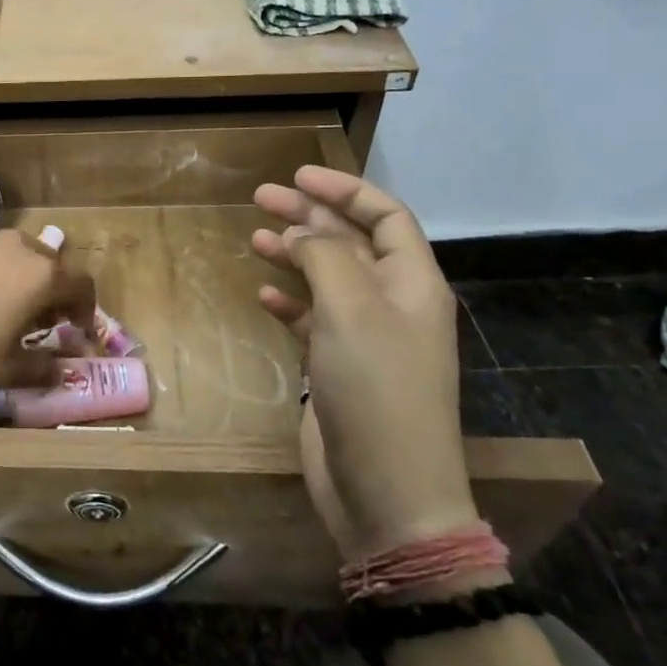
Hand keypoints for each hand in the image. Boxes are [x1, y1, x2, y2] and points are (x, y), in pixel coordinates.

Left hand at [0, 228, 96, 385]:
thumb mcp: (5, 368)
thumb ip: (42, 369)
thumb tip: (62, 371)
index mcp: (42, 275)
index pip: (82, 286)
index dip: (86, 310)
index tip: (78, 331)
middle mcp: (20, 246)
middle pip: (51, 264)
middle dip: (54, 291)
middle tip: (41, 320)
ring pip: (19, 253)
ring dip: (23, 276)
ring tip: (6, 304)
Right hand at [251, 167, 476, 560]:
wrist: (387, 489)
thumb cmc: (376, 388)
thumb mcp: (351, 309)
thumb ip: (324, 257)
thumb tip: (301, 229)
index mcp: (412, 283)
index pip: (385, 216)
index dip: (344, 190)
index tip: (298, 175)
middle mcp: (393, 303)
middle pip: (351, 242)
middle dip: (309, 216)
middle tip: (261, 197)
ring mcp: (366, 337)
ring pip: (328, 278)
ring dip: (294, 254)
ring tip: (254, 236)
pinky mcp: (340, 367)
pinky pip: (313, 318)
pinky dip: (290, 301)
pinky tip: (264, 293)